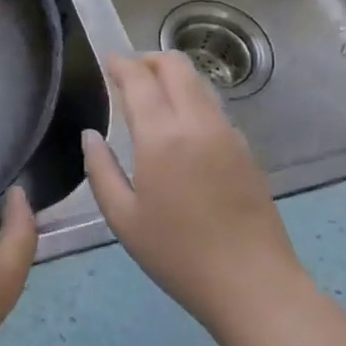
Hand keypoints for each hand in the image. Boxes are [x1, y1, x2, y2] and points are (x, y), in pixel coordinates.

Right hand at [83, 52, 310, 339]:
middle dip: (149, 60)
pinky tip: (180, 128)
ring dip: (173, 77)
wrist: (254, 285)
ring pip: (199, 82)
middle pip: (176, 65)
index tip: (107, 62)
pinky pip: (214, 107)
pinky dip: (192, 100)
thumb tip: (91, 135)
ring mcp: (227, 133)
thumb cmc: (178, 255)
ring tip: (152, 96)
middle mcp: (197, 122)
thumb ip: (101, 170)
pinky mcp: (246, 149)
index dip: (121, 64)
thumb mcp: (123, 218)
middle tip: (128, 74)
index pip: (140, 79)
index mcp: (162, 136)